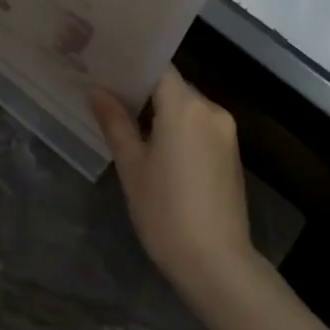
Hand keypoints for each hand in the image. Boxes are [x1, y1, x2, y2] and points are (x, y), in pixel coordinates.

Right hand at [92, 69, 253, 293]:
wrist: (217, 263)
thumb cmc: (165, 212)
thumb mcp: (132, 166)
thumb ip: (115, 122)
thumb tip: (97, 90)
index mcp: (185, 106)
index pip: (159, 68)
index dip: (134, 65)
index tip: (108, 68)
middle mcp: (211, 110)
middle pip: (174, 86)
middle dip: (145, 91)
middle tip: (111, 97)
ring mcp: (226, 132)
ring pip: (188, 107)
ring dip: (163, 112)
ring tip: (130, 123)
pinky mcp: (232, 153)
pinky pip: (201, 126)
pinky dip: (180, 128)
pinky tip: (159, 148)